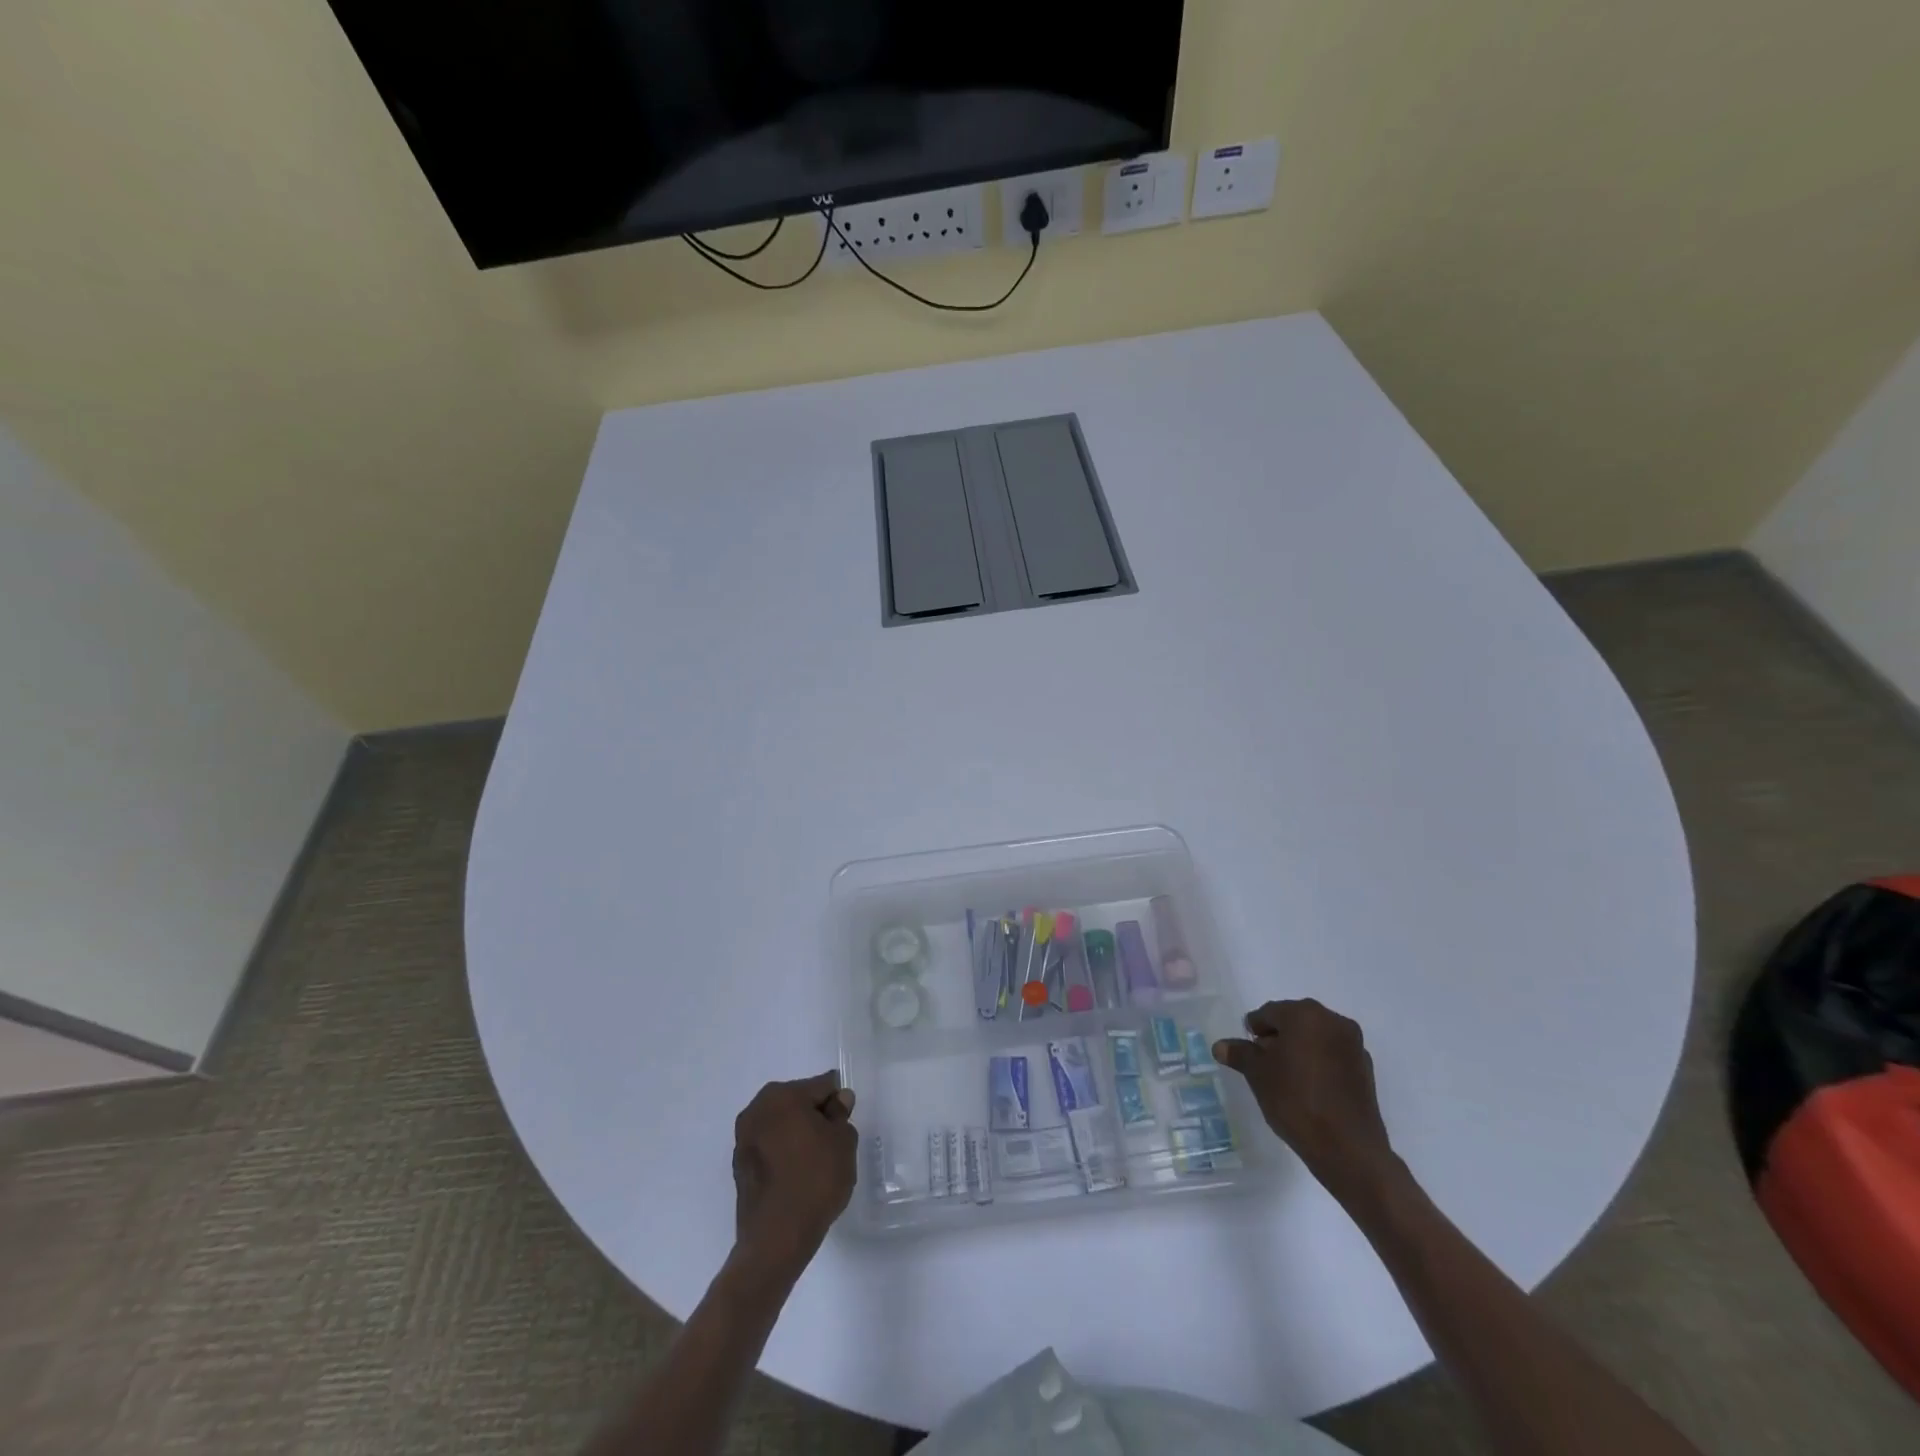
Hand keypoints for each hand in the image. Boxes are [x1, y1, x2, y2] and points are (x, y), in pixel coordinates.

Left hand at [731, 1071, 857, 1272]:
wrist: (776, 1239)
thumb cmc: (815, 1180)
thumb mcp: (843, 1141)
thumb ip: (841, 1114)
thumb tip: (838, 1100)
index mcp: (782, 1095)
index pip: (821, 1086)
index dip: (838, 1103)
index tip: (845, 1124)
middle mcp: (757, 1109)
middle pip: (798, 1102)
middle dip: (815, 1116)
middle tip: (832, 1144)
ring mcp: (744, 1138)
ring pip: (781, 1124)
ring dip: (797, 1134)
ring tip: (814, 1163)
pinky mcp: (739, 1165)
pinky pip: (769, 1147)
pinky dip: (783, 1153)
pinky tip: (796, 1176)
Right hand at [1213, 999, 1400, 1202]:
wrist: (1348, 1148)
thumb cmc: (1295, 1100)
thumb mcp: (1257, 1075)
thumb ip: (1239, 1054)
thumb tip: (1220, 1046)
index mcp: (1304, 1014)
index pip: (1269, 1012)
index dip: (1254, 1030)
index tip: (1247, 1051)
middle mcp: (1333, 1021)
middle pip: (1295, 1021)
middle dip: (1277, 1037)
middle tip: (1263, 1063)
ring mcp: (1354, 1045)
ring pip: (1316, 1037)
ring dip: (1299, 1049)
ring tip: (1286, 1077)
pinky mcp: (1365, 1069)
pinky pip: (1333, 1055)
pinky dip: (1318, 1063)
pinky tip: (1309, 1087)